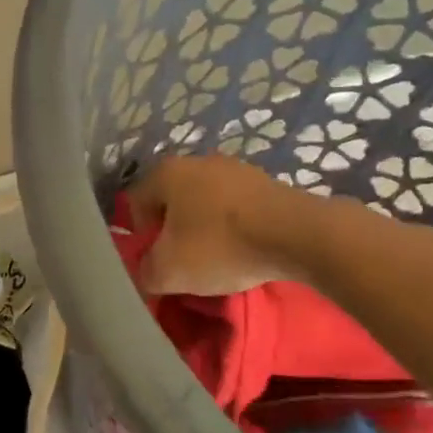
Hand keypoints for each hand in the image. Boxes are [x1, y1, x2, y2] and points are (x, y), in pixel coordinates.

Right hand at [127, 155, 300, 294]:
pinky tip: (244, 249)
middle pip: (171, 202)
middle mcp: (196, 161)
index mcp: (165, 173)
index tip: (157, 262)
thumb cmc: (220, 246)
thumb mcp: (168, 272)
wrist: (298, 235)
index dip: (140, 238)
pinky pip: (235, 207)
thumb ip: (145, 272)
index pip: (134, 205)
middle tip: (184, 263)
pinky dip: (233, 227)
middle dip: (173, 232)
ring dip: (204, 229)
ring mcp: (234, 167)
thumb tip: (146, 271)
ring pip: (204, 203)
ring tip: (218, 259)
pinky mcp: (265, 181)